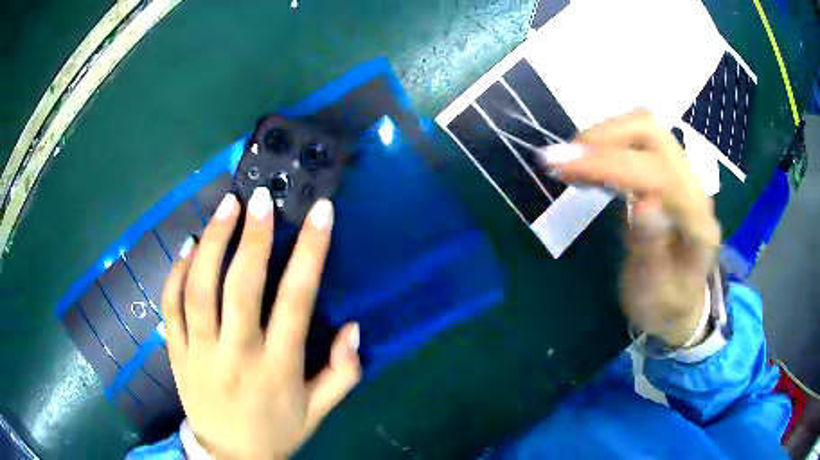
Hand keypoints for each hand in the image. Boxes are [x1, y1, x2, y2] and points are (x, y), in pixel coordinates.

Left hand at [162, 188, 360, 458]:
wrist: (230, 456)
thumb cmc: (277, 431)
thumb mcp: (319, 411)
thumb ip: (342, 372)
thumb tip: (353, 327)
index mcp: (278, 368)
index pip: (296, 301)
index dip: (310, 252)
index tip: (320, 213)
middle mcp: (237, 355)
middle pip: (240, 288)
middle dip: (252, 237)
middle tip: (260, 198)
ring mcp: (199, 352)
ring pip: (199, 289)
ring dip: (212, 243)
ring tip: (226, 206)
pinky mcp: (176, 353)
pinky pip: (170, 306)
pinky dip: (176, 272)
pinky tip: (190, 245)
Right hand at [541, 109, 720, 346]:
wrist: (682, 303)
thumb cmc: (666, 304)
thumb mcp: (655, 293)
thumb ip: (652, 251)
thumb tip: (643, 203)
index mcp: (697, 222)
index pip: (657, 173)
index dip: (610, 163)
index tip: (561, 167)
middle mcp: (694, 187)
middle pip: (652, 132)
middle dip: (604, 137)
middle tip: (563, 160)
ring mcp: (682, 174)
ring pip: (643, 127)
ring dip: (603, 136)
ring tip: (569, 162)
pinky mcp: (667, 171)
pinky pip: (638, 140)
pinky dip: (608, 143)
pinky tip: (587, 163)